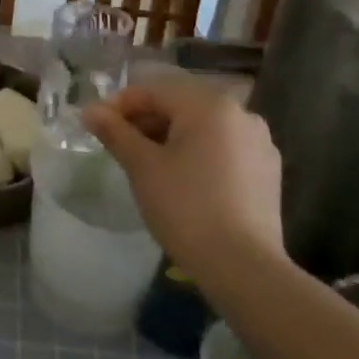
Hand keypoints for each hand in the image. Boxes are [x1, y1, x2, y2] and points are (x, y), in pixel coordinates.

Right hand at [82, 74, 285, 270]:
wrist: (243, 267)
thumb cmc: (186, 208)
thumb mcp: (142, 167)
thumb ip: (115, 132)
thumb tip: (90, 110)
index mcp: (209, 105)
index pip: (153, 91)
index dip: (119, 105)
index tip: (96, 126)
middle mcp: (240, 114)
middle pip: (180, 106)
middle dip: (145, 121)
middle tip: (118, 146)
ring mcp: (259, 143)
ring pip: (202, 128)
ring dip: (170, 137)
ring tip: (146, 164)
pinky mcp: (268, 171)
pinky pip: (223, 149)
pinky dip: (197, 154)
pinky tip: (182, 181)